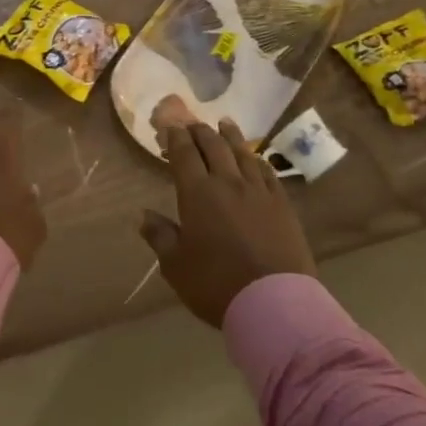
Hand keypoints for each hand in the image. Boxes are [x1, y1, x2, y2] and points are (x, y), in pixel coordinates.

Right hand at [141, 120, 315, 326]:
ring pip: (243, 153)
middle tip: (193, 123)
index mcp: (198, 194)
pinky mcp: (282, 204)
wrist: (273, 301)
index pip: (184, 155)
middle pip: (214, 147)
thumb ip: (160, 236)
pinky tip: (255, 157)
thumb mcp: (176, 265)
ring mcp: (259, 191)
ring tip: (224, 123)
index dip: (176, 138)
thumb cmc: (215, 284)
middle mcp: (228, 183)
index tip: (170, 127)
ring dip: (231, 136)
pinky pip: (268, 172)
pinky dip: (257, 159)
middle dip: (200, 132)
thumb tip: (143, 214)